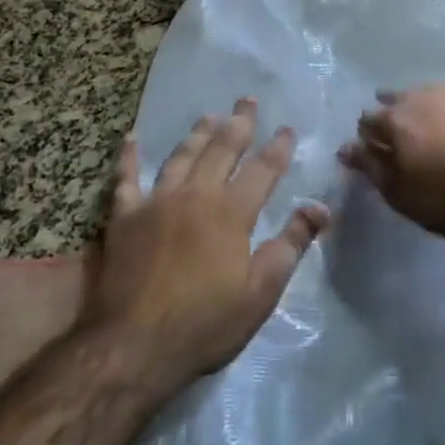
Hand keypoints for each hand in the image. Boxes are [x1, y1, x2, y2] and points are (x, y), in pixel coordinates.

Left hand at [84, 98, 327, 390]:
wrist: (134, 345)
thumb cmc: (205, 323)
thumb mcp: (261, 292)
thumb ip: (290, 245)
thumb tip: (320, 208)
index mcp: (232, 212)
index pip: (262, 170)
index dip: (278, 148)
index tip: (287, 128)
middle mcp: (196, 195)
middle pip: (221, 149)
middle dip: (238, 123)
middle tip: (247, 99)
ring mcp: (156, 202)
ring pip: (181, 156)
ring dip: (197, 133)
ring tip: (209, 115)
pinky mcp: (124, 217)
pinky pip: (126, 178)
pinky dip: (128, 157)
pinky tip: (131, 138)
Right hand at [339, 82, 444, 237]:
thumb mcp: (403, 195)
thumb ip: (372, 168)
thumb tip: (347, 148)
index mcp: (396, 120)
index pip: (367, 120)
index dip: (366, 136)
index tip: (372, 150)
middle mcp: (422, 95)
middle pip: (397, 99)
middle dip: (393, 114)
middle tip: (402, 137)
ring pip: (432, 91)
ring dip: (427, 105)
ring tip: (434, 124)